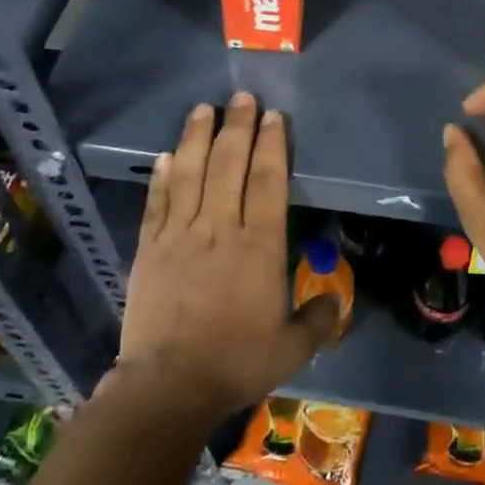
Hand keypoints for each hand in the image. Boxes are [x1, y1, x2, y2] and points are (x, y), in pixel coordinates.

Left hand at [115, 93, 339, 420]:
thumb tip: (335, 302)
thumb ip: (317, 320)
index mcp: (259, 245)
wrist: (168, 388)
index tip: (273, 116)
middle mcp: (220, 228)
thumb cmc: (236, 363)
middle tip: (241, 97)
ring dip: (197, 138)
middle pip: (229, 164)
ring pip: (191, 173)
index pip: (268, 181)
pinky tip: (166, 155)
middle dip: (237, 126)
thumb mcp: (292, 348)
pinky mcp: (150, 248)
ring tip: (203, 109)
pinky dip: (162, 176)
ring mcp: (180, 235)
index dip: (272, 144)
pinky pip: (158, 202)